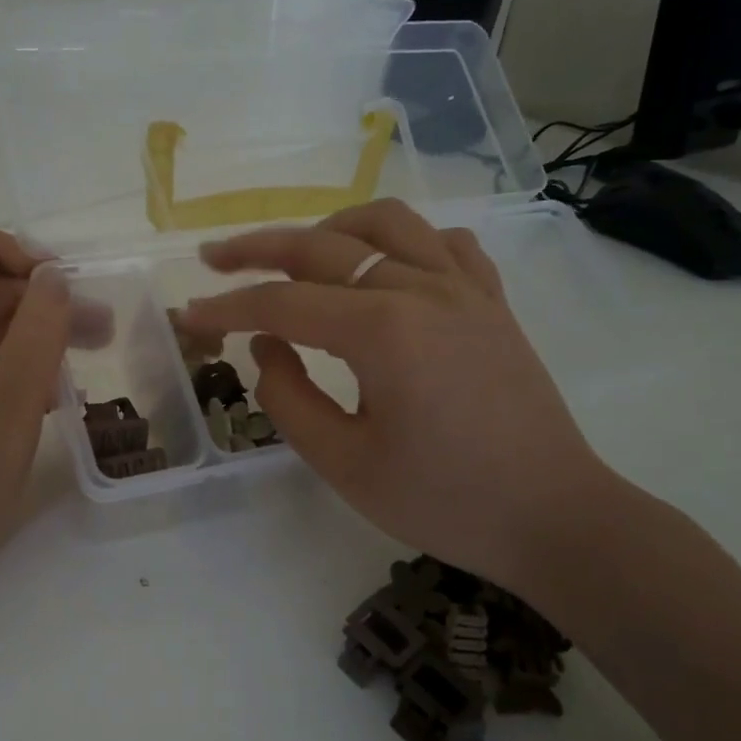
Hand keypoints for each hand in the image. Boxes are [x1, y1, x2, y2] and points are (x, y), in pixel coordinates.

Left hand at [0, 226, 69, 605]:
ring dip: (35, 332)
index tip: (73, 295)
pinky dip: (12, 361)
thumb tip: (54, 275)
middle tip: (101, 334)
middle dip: (45, 301)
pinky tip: (52, 392)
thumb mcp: (14, 399)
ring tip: (86, 361)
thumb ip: (40, 327)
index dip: (30, 257)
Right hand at [178, 200, 618, 592]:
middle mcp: (422, 289)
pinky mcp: (491, 302)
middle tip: (212, 261)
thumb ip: (288, 398)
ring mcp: (464, 289)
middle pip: (323, 246)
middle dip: (257, 250)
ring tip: (297, 255)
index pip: (282, 304)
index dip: (226, 308)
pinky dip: (401, 241)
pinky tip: (384, 267)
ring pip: (386, 222)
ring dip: (329, 228)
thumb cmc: (444, 501)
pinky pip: (442, 243)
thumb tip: (266, 346)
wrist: (553, 518)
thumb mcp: (344, 464)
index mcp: (383, 331)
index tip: (187, 315)